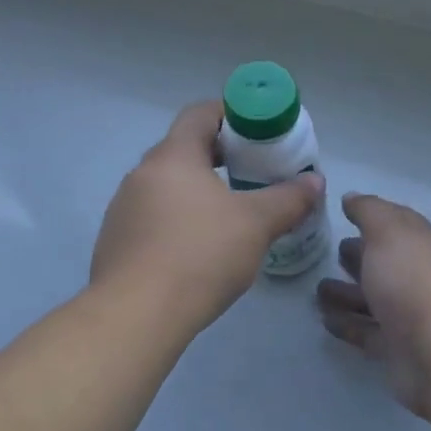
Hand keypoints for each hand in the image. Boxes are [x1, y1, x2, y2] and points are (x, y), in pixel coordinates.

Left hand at [91, 102, 325, 334]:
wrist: (135, 315)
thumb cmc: (200, 255)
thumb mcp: (256, 225)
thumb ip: (288, 199)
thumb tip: (315, 181)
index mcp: (173, 156)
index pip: (199, 114)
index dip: (230, 114)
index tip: (257, 130)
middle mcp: (142, 173)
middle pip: (182, 149)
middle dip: (219, 155)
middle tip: (252, 171)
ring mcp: (124, 208)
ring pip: (167, 185)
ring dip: (196, 189)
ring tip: (228, 213)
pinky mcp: (116, 241)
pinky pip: (153, 216)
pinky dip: (178, 219)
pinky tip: (198, 248)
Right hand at [316, 193, 430, 420]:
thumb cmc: (414, 282)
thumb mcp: (389, 232)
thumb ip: (369, 212)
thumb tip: (352, 198)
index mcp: (426, 245)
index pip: (399, 224)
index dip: (374, 217)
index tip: (344, 213)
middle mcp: (421, 278)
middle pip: (386, 263)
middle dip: (360, 256)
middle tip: (330, 252)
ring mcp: (411, 316)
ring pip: (374, 299)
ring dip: (347, 293)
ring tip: (317, 290)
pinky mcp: (398, 349)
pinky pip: (367, 332)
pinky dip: (347, 324)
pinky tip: (324, 320)